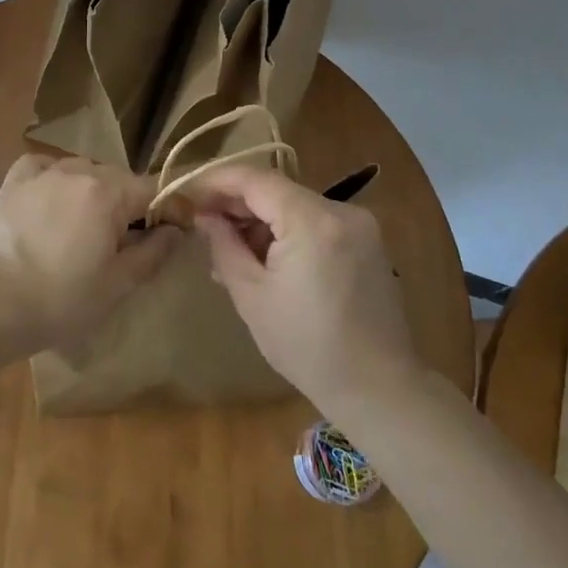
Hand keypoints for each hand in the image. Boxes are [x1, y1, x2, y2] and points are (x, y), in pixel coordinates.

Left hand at [0, 154, 180, 350]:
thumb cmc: (62, 300)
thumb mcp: (119, 284)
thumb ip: (153, 252)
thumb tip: (174, 230)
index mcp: (108, 193)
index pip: (154, 189)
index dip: (170, 208)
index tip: (177, 229)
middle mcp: (78, 171)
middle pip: (119, 179)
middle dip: (130, 203)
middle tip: (128, 239)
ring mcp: (42, 173)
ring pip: (83, 171)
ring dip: (94, 191)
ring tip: (86, 225)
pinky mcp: (14, 182)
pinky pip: (44, 166)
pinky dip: (55, 177)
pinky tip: (53, 197)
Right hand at [189, 164, 421, 410]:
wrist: (378, 388)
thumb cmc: (307, 346)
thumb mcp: (251, 295)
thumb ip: (224, 245)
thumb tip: (204, 216)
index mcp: (312, 221)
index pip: (256, 179)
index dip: (218, 181)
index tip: (189, 193)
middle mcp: (341, 210)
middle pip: (278, 190)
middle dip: (238, 203)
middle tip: (203, 224)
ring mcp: (360, 225)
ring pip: (296, 205)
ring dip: (262, 220)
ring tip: (230, 249)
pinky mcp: (368, 242)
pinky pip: (317, 222)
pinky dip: (288, 232)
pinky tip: (266, 258)